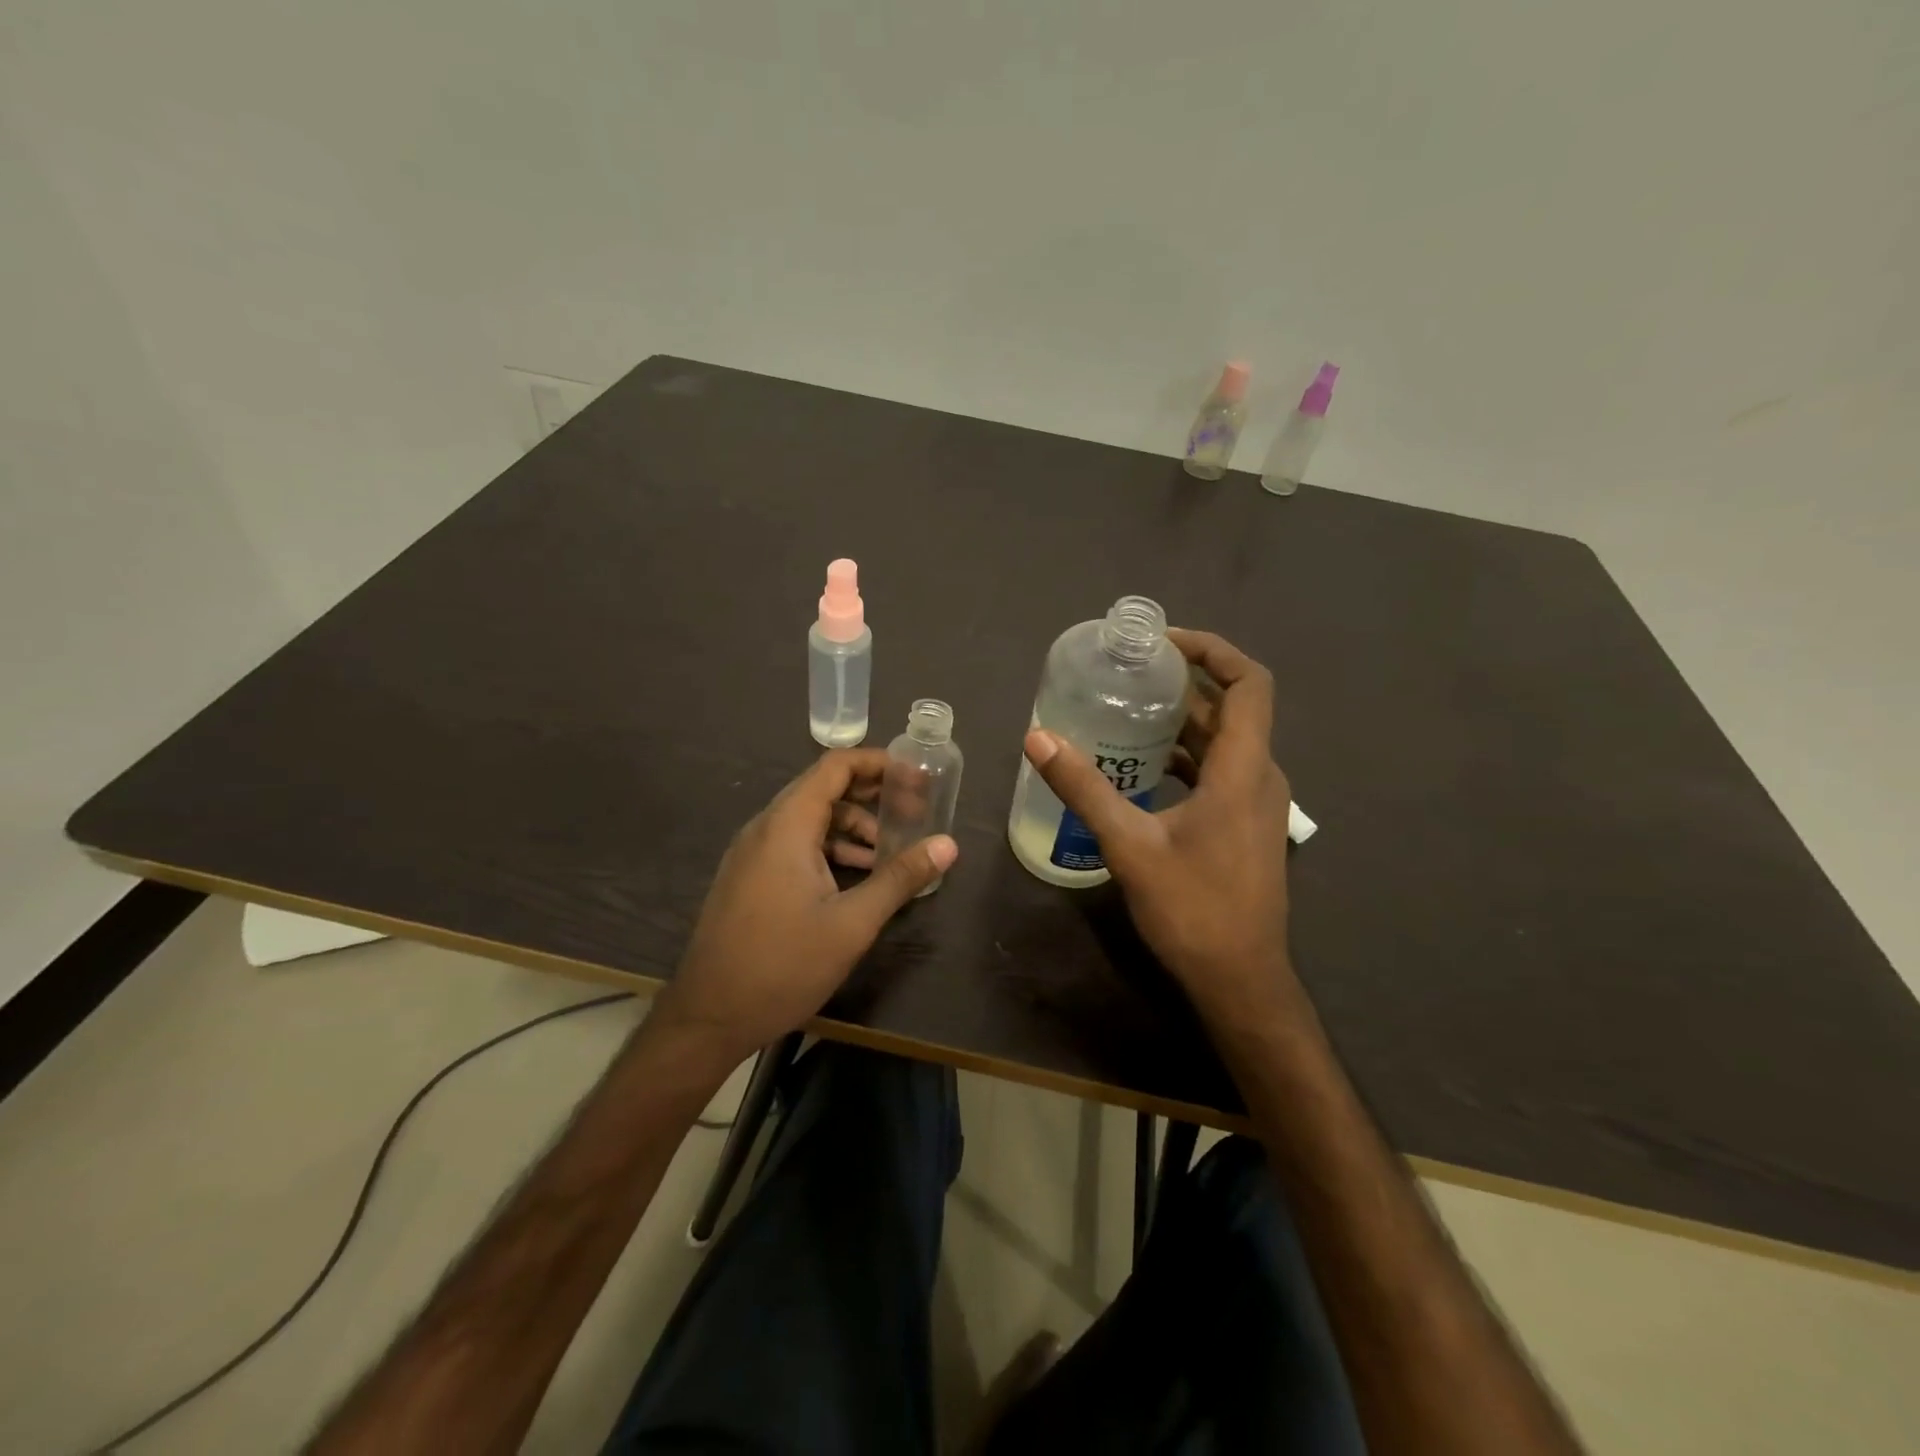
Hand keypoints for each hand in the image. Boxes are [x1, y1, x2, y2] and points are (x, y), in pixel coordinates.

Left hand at [651, 749, 957, 1066]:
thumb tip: (948, 845)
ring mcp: (752, 853)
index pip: (834, 767)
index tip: (915, 775)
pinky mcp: (748, 877)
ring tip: (888, 853)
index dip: (877, 762)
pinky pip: (794, 844)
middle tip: (912, 811)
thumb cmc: (783, 965)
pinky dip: (828, 848)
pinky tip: (854, 878)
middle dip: (870, 796)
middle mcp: (765, 828)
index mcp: (787, 826)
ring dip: (851, 827)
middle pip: (823, 789)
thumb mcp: (852, 923)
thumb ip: (900, 878)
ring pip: (809, 820)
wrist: (709, 1017)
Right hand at [1022, 629, 1296, 1022]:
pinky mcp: (1246, 825)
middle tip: (1131, 672)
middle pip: (1233, 707)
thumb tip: (1037, 738)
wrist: (1239, 979)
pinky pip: (1220, 770)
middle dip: (1186, 682)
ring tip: (1130, 710)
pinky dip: (1186, 755)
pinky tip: (1142, 766)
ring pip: (1226, 741)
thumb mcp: (1129, 845)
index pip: (1250, 682)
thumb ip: (1084, 788)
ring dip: (1184, 720)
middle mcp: (1260, 776)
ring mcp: (1258, 803)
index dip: (1213, 650)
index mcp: (1244, 769)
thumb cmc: (1193, 908)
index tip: (1163, 643)